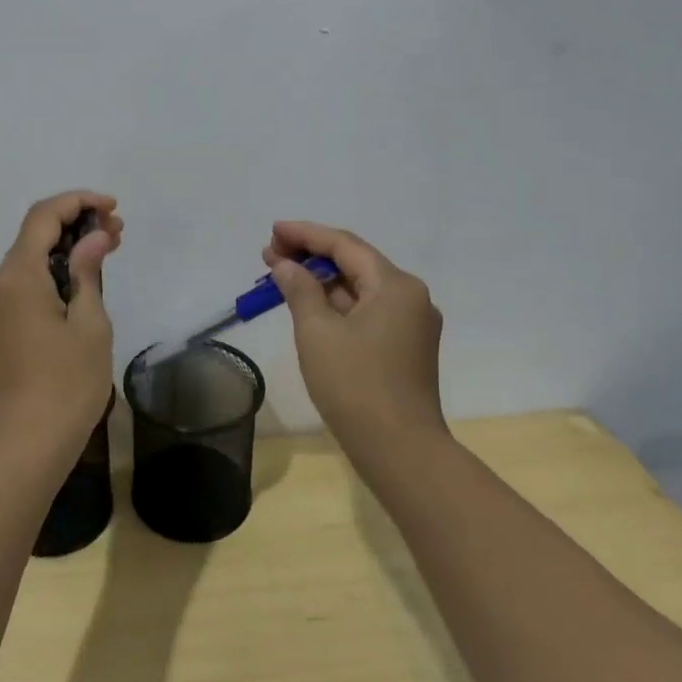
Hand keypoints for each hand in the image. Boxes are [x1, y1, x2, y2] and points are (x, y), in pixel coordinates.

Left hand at [0, 191, 122, 461]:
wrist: (25, 448)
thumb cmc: (66, 386)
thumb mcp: (90, 325)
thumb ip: (88, 272)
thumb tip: (93, 237)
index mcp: (17, 278)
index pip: (42, 217)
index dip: (77, 202)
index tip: (112, 209)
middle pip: (32, 235)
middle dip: (74, 224)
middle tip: (118, 232)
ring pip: (28, 260)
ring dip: (65, 249)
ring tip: (108, 251)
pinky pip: (23, 285)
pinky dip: (52, 273)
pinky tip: (82, 282)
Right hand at [264, 221, 444, 455]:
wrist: (400, 451)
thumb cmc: (355, 384)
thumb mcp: (317, 331)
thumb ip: (299, 289)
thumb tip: (286, 265)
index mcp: (395, 285)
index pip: (344, 245)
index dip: (305, 234)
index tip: (273, 230)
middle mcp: (410, 297)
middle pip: (354, 263)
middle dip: (311, 256)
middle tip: (270, 254)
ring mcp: (410, 324)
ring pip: (359, 289)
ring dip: (321, 281)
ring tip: (281, 276)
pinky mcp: (404, 348)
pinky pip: (366, 312)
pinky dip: (336, 304)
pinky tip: (308, 305)